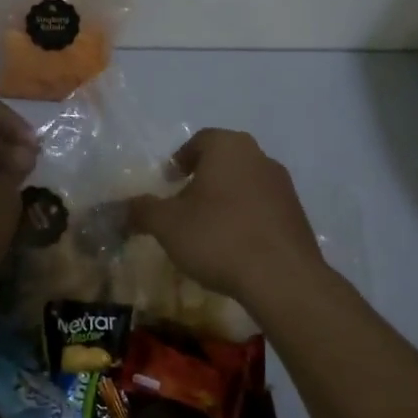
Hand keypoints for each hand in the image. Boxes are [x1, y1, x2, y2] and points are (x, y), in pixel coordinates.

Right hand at [128, 129, 326, 304]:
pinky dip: (246, 219)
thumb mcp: (166, 224)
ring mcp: (283, 186)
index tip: (168, 183)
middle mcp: (259, 157)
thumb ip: (141, 211)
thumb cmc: (218, 237)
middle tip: (183, 205)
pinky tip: (234, 246)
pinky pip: (262, 208)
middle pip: (224, 161)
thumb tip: (120, 208)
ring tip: (207, 229)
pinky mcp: (297, 214)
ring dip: (225, 199)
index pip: (199, 141)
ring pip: (245, 184)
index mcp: (228, 147)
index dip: (180, 160)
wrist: (282, 277)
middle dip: (202, 179)